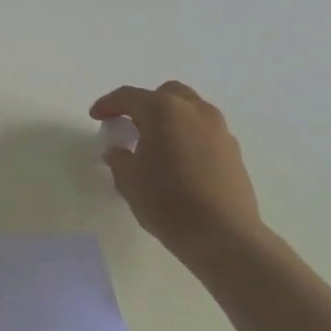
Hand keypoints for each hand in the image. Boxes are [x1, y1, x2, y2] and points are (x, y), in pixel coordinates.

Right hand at [89, 81, 262, 258]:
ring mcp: (219, 130)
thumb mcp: (129, 180)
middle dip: (145, 105)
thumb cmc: (167, 202)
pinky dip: (188, 136)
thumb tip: (118, 151)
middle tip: (131, 126)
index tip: (96, 116)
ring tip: (156, 144)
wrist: (224, 236)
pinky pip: (205, 131)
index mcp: (163, 111)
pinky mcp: (234, 152)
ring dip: (170, 119)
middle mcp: (194, 111)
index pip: (129, 96)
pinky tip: (179, 162)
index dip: (108, 104)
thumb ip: (119, 159)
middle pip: (166, 94)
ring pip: (190, 110)